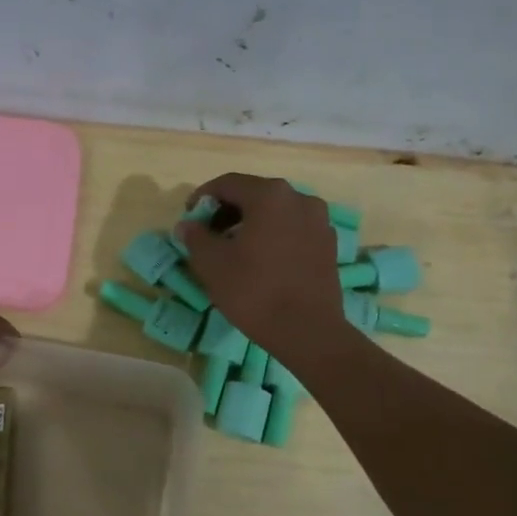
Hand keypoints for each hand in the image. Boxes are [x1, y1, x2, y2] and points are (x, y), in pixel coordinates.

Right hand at [173, 174, 346, 359]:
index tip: (189, 218)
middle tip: (208, 234)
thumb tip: (188, 225)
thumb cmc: (254, 291)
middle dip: (227, 211)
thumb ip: (195, 237)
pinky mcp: (329, 244)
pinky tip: (261, 261)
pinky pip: (293, 229)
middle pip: (254, 195)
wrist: (307, 331)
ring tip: (234, 249)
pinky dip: (273, 236)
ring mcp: (319, 221)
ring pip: (276, 212)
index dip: (202, 197)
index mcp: (269, 195)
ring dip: (251, 223)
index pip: (227, 184)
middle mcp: (299, 198)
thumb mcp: (212, 264)